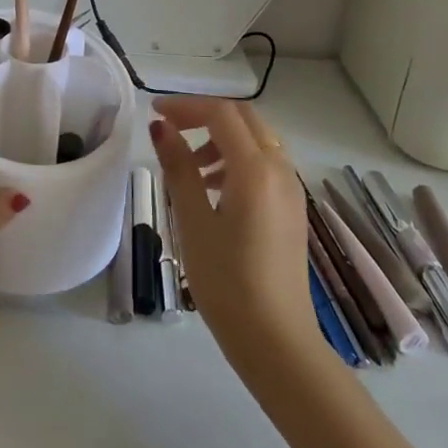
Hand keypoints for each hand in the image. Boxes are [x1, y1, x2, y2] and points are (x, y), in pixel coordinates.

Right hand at [149, 98, 316, 371]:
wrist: (277, 341)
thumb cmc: (227, 282)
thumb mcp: (193, 221)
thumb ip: (179, 167)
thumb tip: (160, 127)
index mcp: (256, 169)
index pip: (220, 114)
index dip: (185, 106)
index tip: (154, 112)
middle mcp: (280, 169)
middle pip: (244, 118)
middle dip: (205, 115)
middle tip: (170, 128)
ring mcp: (292, 189)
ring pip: (258, 139)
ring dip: (222, 138)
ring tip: (191, 167)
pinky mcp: (293, 208)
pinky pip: (266, 163)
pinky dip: (238, 159)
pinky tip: (214, 189)